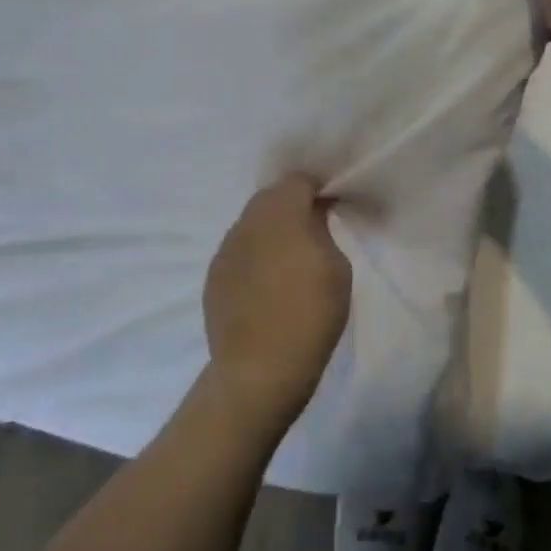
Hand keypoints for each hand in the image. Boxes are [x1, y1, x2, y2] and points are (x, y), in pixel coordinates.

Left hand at [203, 175, 351, 429]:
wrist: (259, 370)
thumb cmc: (310, 315)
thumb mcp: (337, 268)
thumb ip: (322, 231)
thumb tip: (311, 217)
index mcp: (281, 213)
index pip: (298, 181)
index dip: (317, 188)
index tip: (333, 204)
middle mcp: (247, 223)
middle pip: (270, 198)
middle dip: (292, 205)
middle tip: (314, 229)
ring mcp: (225, 250)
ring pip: (251, 224)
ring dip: (271, 231)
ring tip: (290, 259)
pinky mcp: (213, 277)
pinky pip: (239, 251)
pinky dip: (255, 255)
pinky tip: (268, 283)